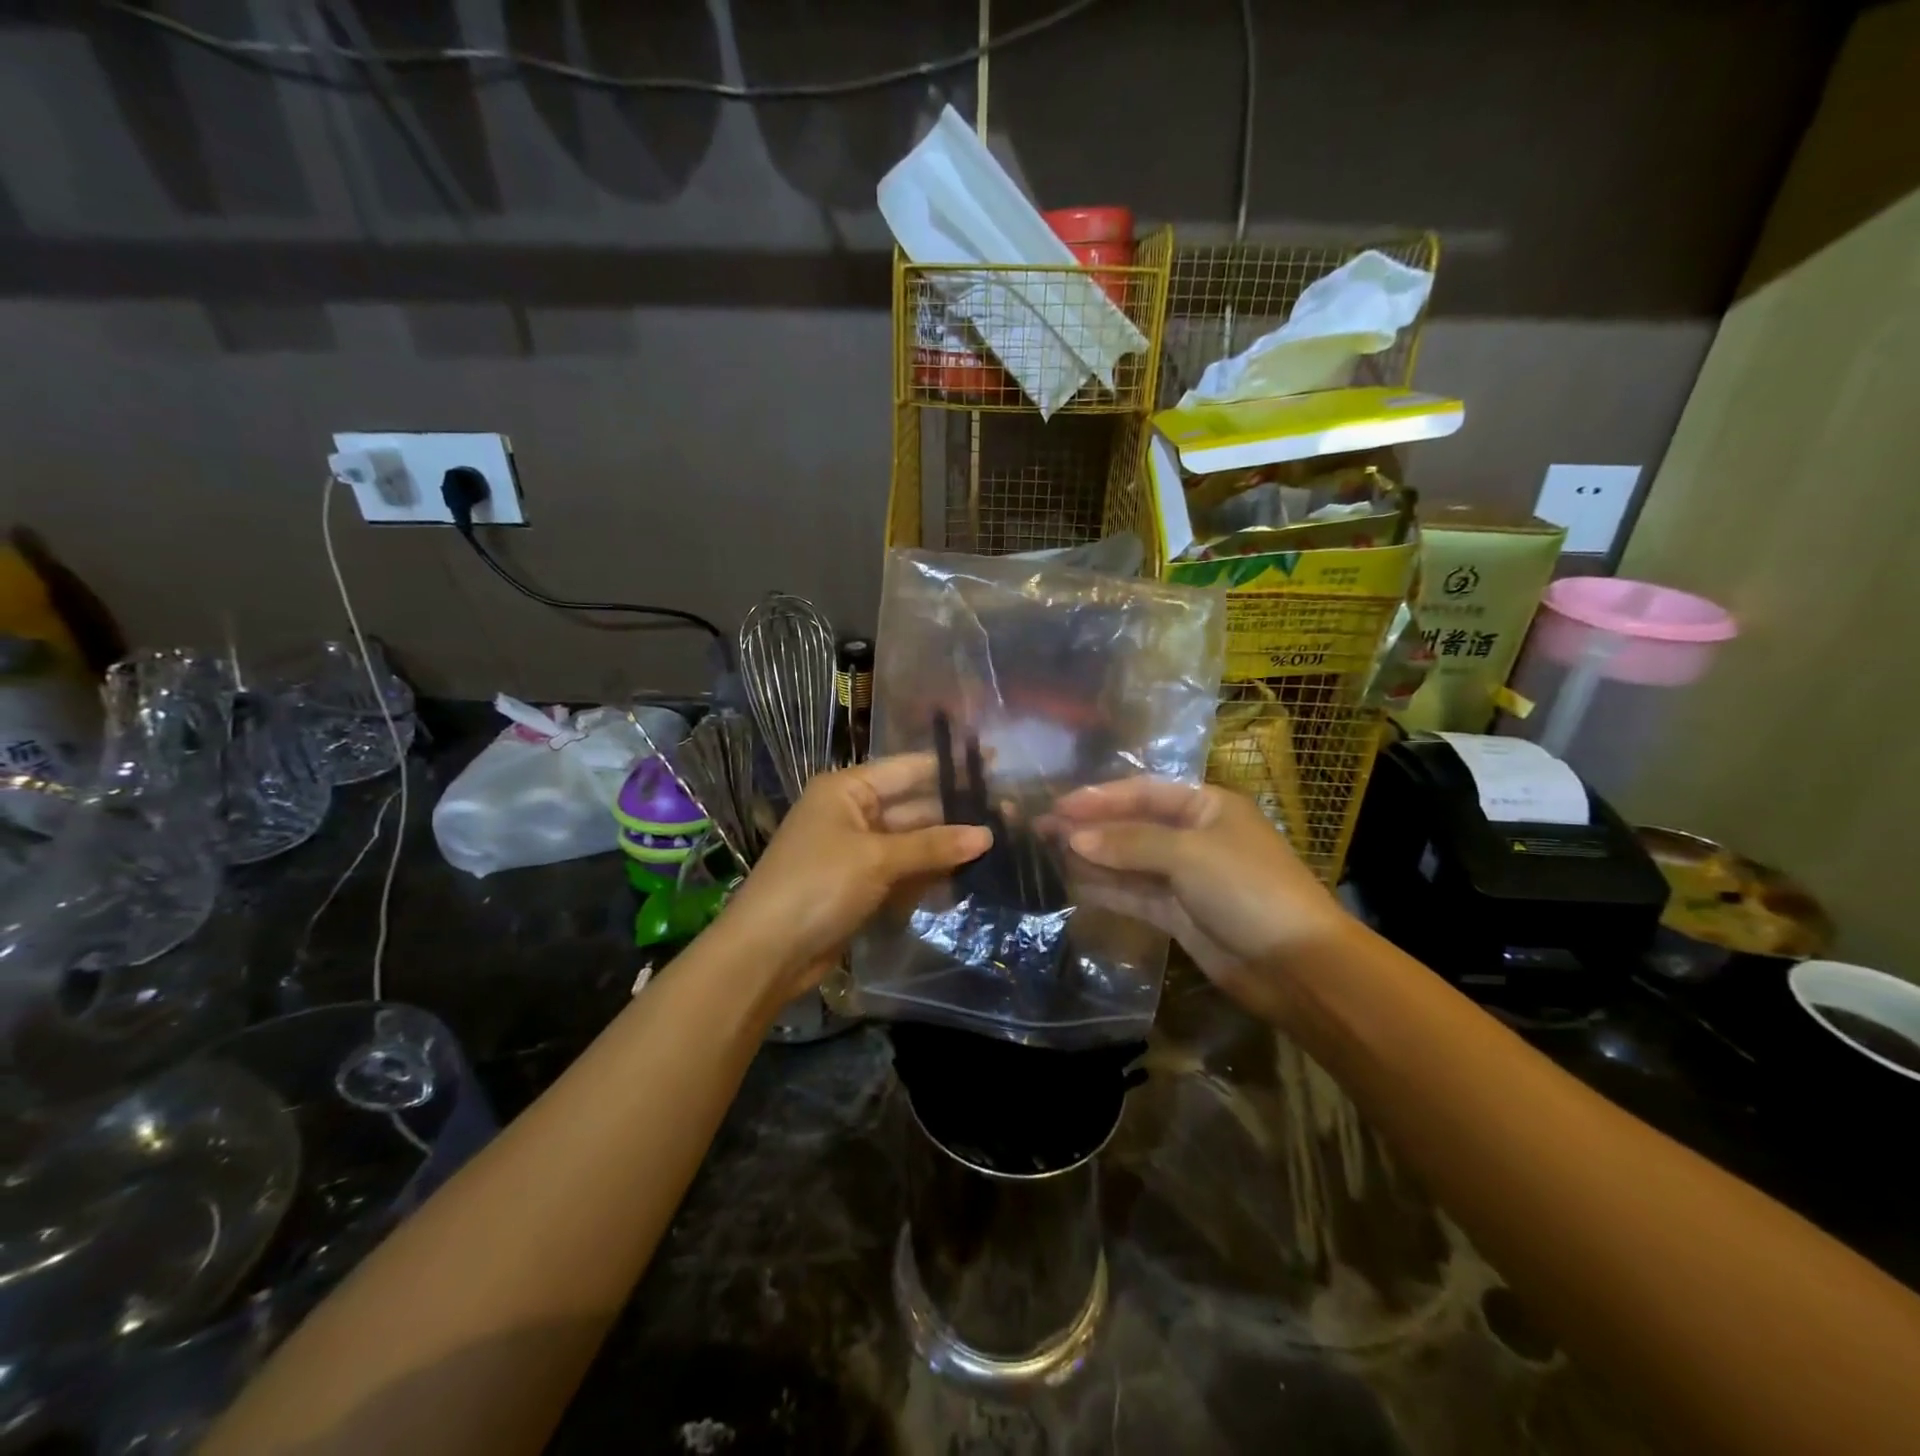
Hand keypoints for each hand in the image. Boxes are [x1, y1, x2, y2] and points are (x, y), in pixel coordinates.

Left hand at [710, 754, 990, 1004]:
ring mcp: (857, 852)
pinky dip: (928, 877)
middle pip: (914, 808)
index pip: (908, 769)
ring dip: (946, 849)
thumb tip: (987, 834)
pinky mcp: (861, 886)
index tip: (996, 765)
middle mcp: (853, 814)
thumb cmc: (817, 886)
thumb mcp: (877, 859)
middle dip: (955, 816)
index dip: (950, 769)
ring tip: (999, 847)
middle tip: (1009, 817)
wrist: (766, 953)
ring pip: (912, 844)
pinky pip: (903, 873)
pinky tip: (966, 879)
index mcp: (847, 790)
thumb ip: (933, 845)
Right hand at [1052, 779, 1349, 1025]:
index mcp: (1206, 806)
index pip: (1143, 792)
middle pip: (1132, 825)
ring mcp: (1185, 876)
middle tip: (1041, 829)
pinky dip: (1105, 887)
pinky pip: (1133, 892)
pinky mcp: (1177, 913)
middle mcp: (1194, 835)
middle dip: (1089, 827)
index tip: (1058, 805)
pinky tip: (1072, 882)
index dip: (1099, 797)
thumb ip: (1129, 843)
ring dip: (1092, 856)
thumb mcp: (1188, 854)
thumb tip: (1074, 838)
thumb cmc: (1247, 889)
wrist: (1297, 965)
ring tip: (1046, 853)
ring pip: (1128, 860)